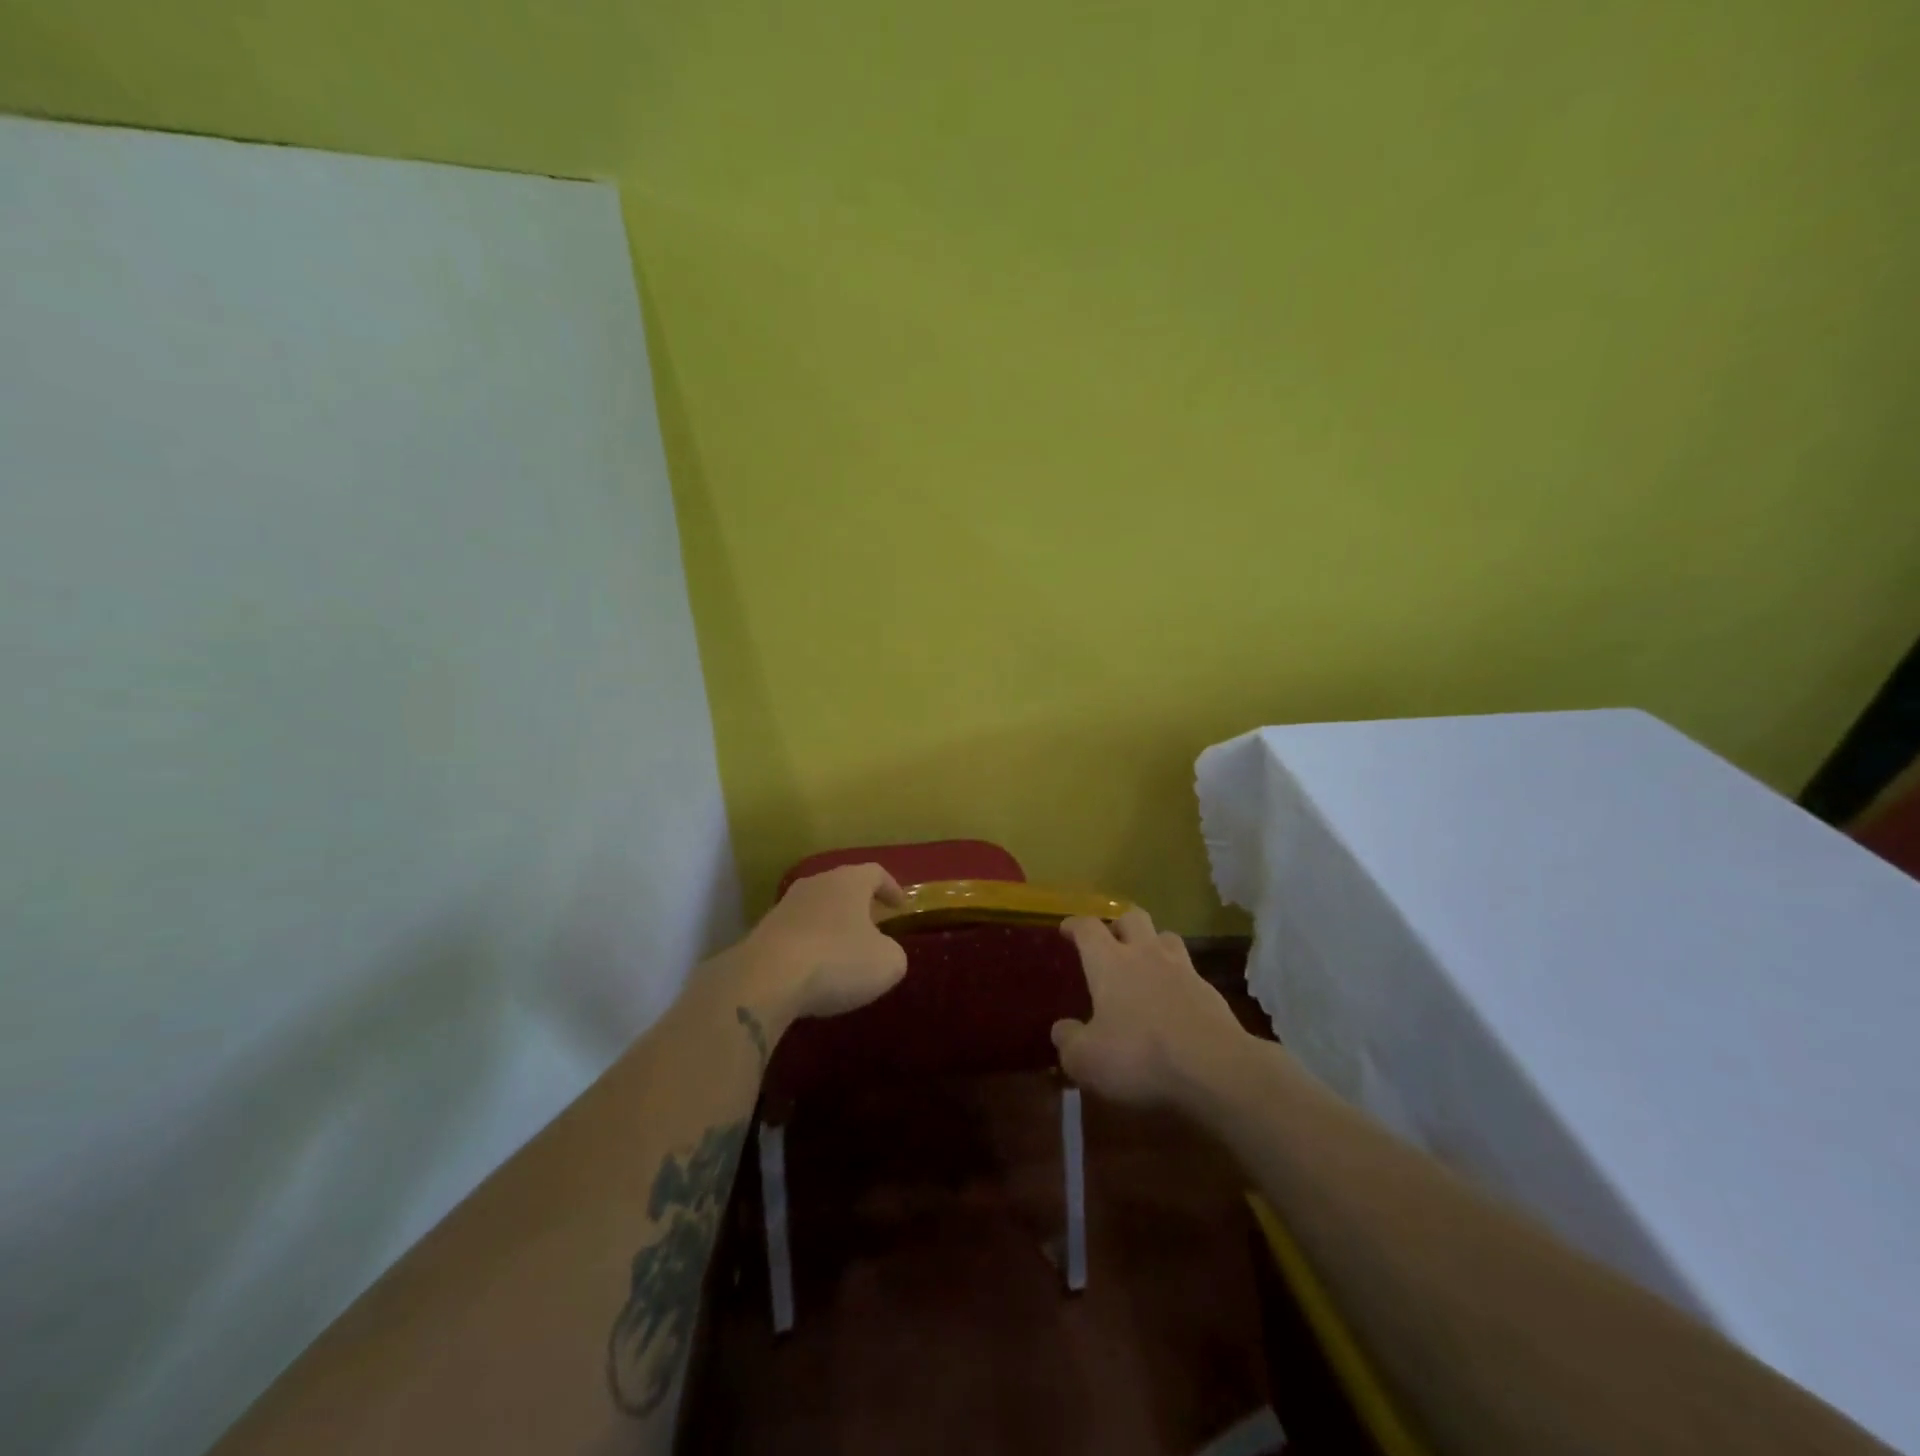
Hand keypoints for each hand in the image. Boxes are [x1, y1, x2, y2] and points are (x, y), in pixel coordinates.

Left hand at [745, 863, 908, 1021]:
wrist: (766, 979)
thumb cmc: (838, 961)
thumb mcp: (887, 963)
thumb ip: (893, 952)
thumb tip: (884, 951)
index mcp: (849, 881)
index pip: (875, 873)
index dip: (891, 888)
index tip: (900, 906)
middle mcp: (816, 884)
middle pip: (843, 886)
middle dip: (859, 905)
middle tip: (873, 925)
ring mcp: (785, 906)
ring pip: (817, 908)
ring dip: (832, 925)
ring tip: (843, 950)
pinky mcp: (763, 932)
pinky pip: (796, 933)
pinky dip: (810, 945)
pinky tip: (814, 969)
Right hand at [1051, 906, 1250, 1108]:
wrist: (1215, 1068)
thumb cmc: (1139, 1056)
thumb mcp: (1087, 1060)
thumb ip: (1069, 1042)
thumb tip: (1062, 1029)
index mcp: (1109, 962)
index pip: (1088, 928)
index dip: (1075, 925)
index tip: (1067, 929)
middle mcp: (1145, 954)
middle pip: (1132, 917)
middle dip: (1118, 923)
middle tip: (1110, 940)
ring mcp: (1182, 970)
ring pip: (1166, 937)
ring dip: (1153, 943)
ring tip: (1146, 962)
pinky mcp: (1210, 992)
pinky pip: (1189, 971)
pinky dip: (1178, 978)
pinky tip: (1175, 999)